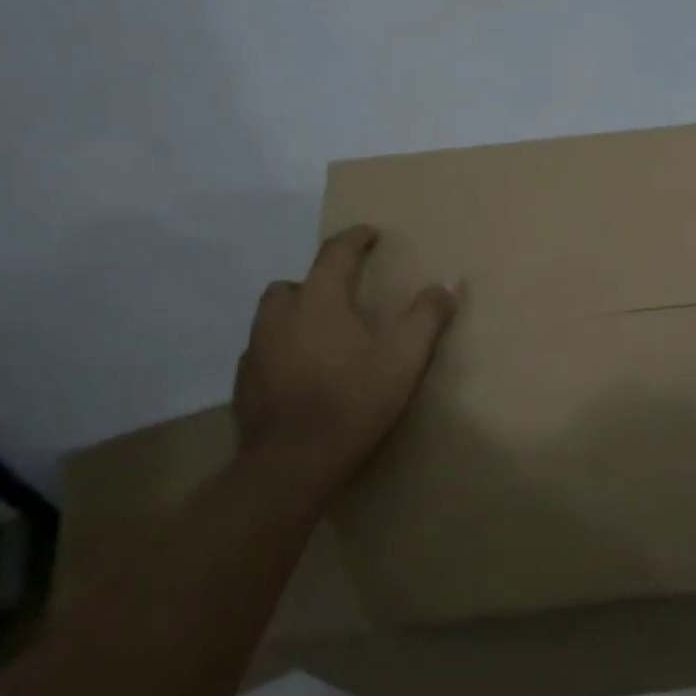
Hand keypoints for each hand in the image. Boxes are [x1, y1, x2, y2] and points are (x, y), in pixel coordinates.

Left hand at [233, 225, 458, 494]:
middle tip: (342, 297)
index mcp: (318, 300)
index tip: (370, 234)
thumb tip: (451, 282)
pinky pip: (263, 353)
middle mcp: (280, 316)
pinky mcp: (244, 383)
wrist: (294, 461)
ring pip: (272, 318)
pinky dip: (281, 352)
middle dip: (316, 282)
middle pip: (293, 283)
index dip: (355, 238)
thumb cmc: (354, 399)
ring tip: (321, 336)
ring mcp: (256, 350)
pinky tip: (300, 373)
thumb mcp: (404, 357)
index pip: (335, 252)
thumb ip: (428, 316)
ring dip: (295, 317)